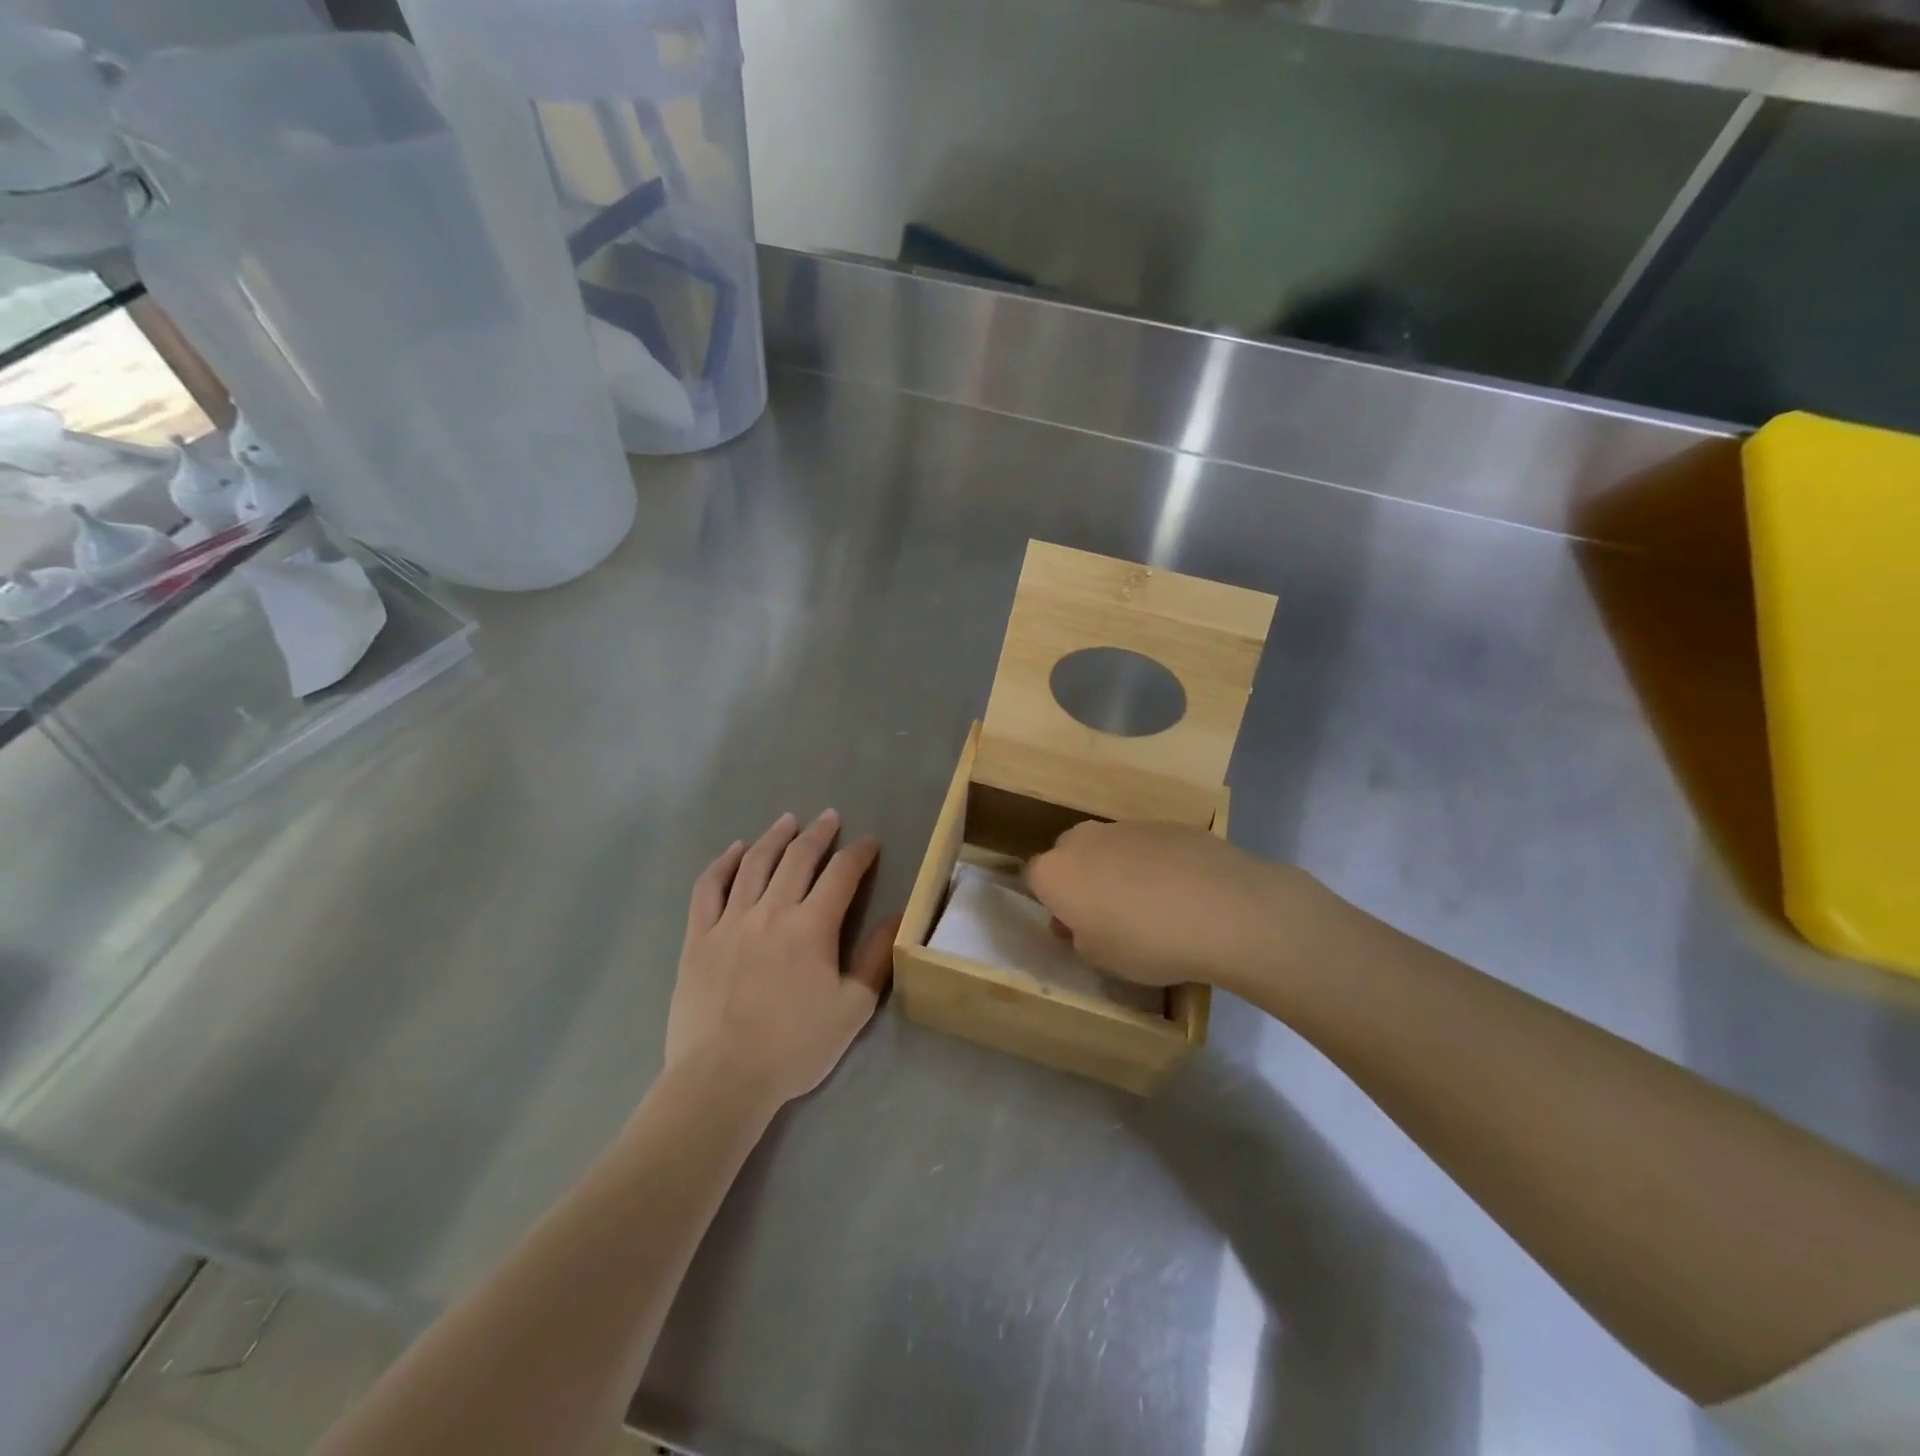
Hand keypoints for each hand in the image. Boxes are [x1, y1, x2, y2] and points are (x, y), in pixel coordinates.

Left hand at [668, 810, 897, 1105]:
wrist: (722, 1078)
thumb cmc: (794, 1047)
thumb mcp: (852, 1008)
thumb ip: (876, 959)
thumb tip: (898, 917)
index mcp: (812, 926)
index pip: (841, 874)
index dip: (859, 854)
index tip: (869, 843)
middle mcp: (772, 911)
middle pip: (798, 858)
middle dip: (818, 834)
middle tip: (829, 817)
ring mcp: (730, 921)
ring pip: (754, 864)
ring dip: (774, 837)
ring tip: (787, 821)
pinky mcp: (699, 937)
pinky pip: (709, 888)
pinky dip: (723, 863)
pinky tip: (734, 851)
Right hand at [1026, 820, 1309, 990]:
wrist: (1225, 910)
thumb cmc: (1147, 943)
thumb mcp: (1100, 958)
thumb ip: (1079, 935)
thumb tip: (1082, 921)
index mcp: (1056, 871)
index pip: (1033, 878)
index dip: (1050, 902)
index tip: (1071, 925)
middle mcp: (1083, 839)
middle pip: (1070, 855)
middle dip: (1081, 879)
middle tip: (1107, 914)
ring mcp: (1127, 826)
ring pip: (1109, 847)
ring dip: (1118, 870)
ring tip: (1152, 905)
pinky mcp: (1167, 823)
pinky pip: (1148, 846)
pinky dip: (1155, 864)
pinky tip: (1183, 892)